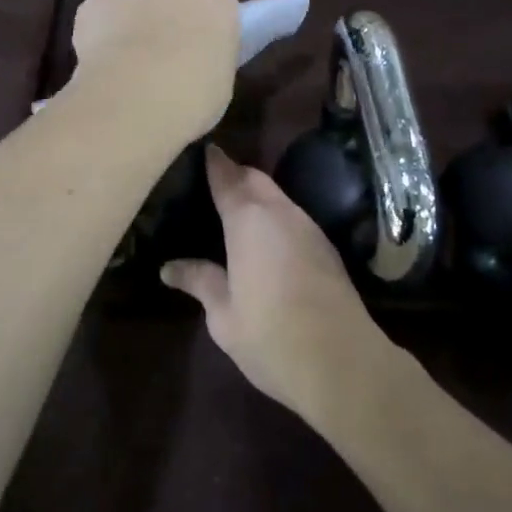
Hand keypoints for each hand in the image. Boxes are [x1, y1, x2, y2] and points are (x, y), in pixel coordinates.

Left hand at [69, 0, 240, 143]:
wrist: (134, 97)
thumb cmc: (192, 96)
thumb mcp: (219, 84)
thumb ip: (208, 60)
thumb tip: (194, 63)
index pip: (215, 2)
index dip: (204, 28)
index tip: (198, 53)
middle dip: (167, 16)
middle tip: (163, 57)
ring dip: (132, 21)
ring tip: (127, 64)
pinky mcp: (95, 0)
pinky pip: (101, 13)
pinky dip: (100, 32)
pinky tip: (101, 63)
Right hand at [161, 146, 393, 421]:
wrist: (343, 362)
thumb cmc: (271, 335)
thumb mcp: (223, 315)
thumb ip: (200, 281)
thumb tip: (169, 268)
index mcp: (249, 220)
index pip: (227, 177)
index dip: (213, 162)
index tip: (202, 150)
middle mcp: (281, 212)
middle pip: (255, 179)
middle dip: (235, 174)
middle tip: (212, 181)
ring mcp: (309, 228)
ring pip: (278, 197)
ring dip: (257, 195)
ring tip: (234, 209)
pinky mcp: (326, 248)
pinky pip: (292, 216)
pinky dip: (274, 215)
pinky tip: (264, 236)